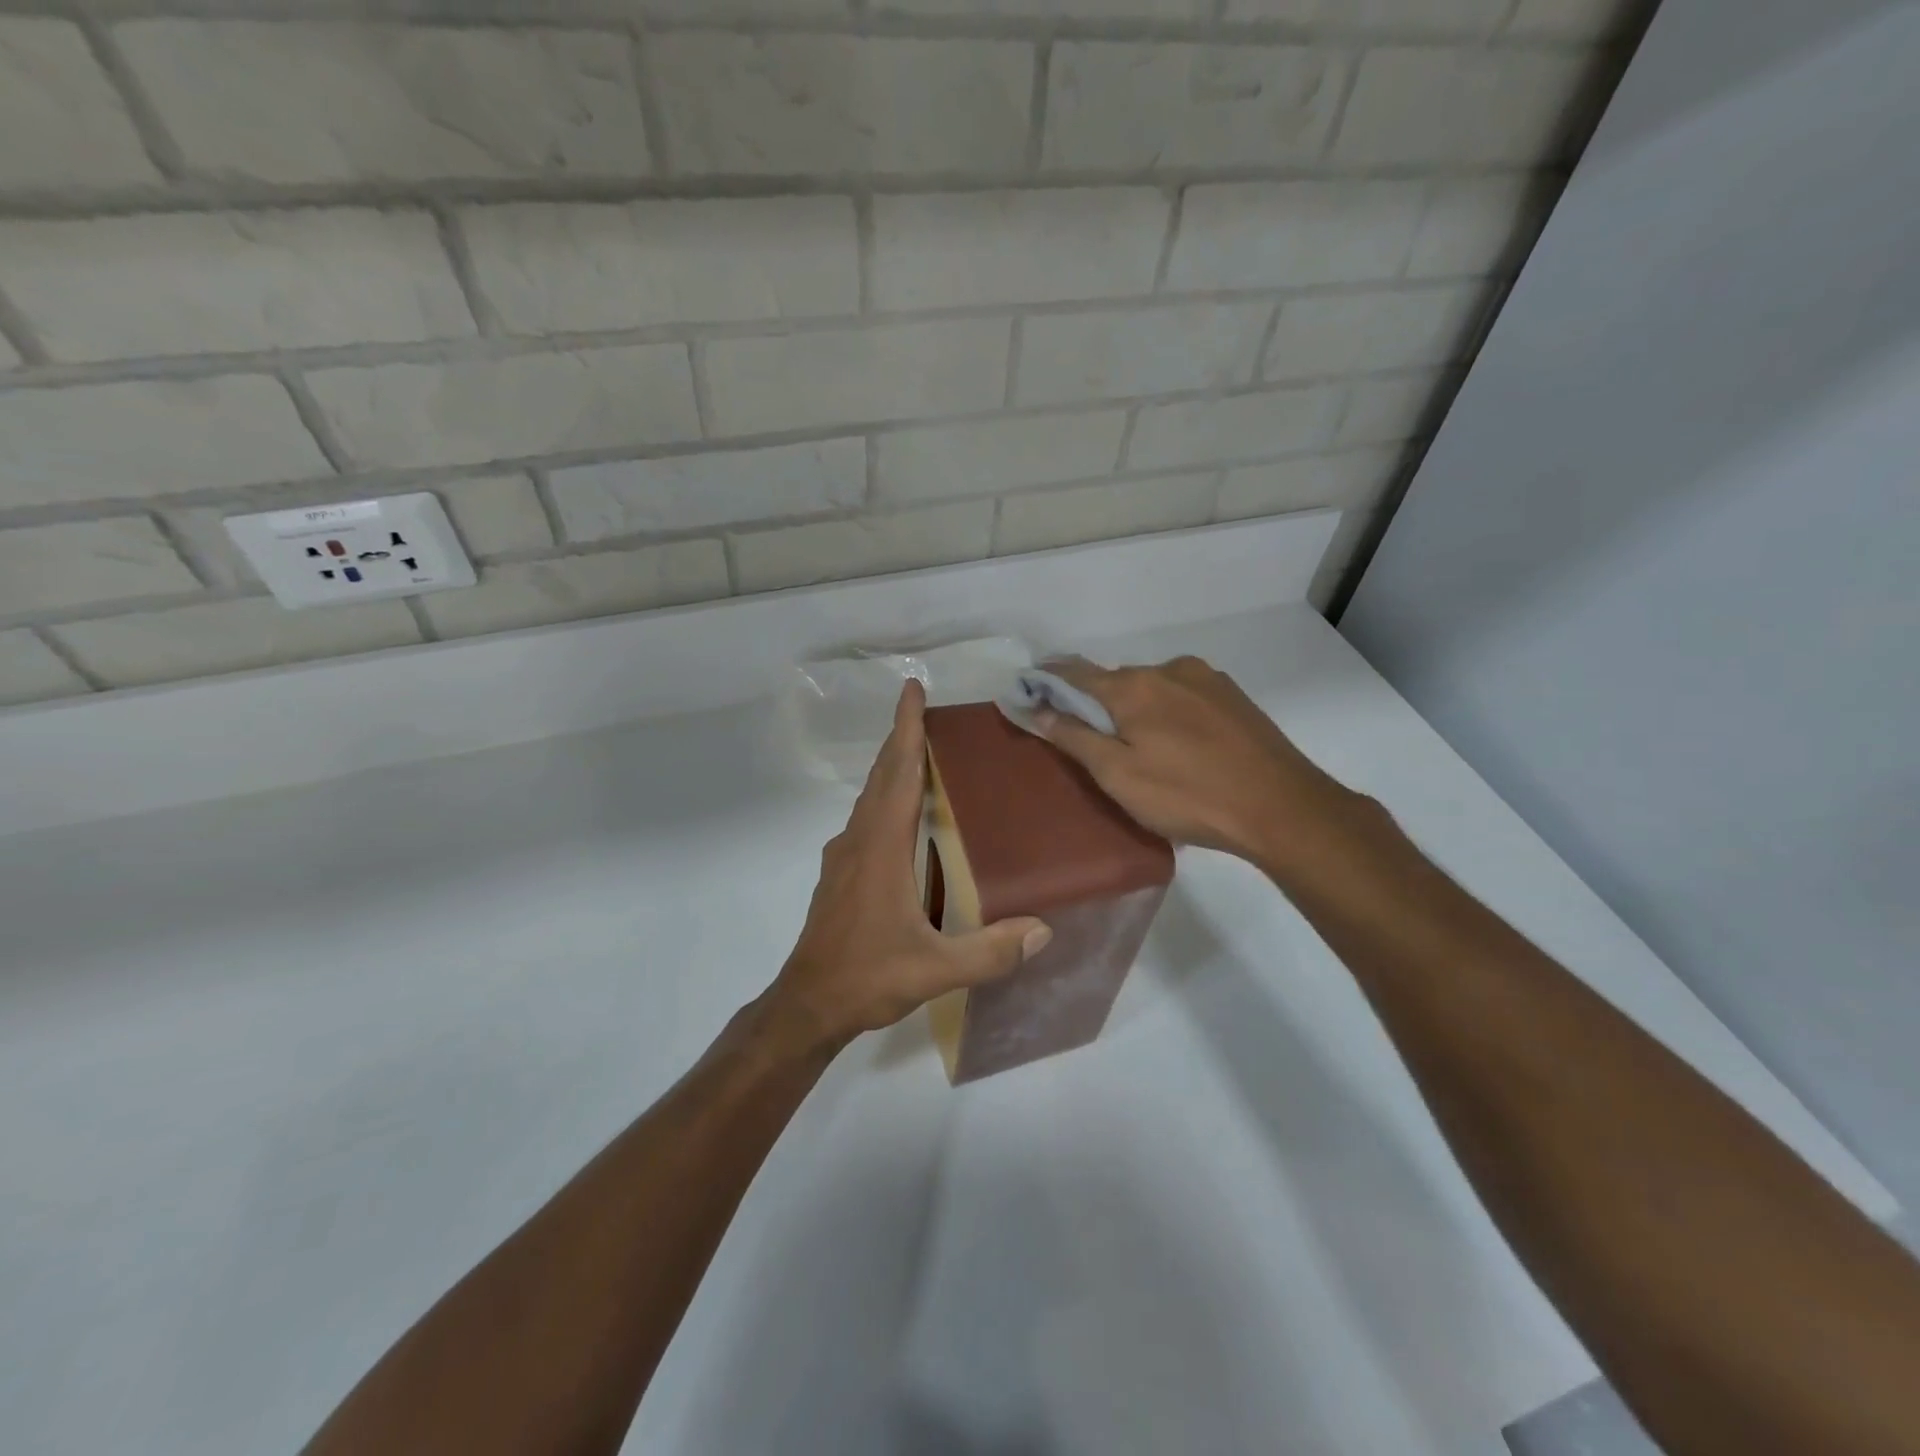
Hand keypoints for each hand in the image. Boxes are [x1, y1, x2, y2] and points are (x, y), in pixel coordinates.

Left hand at [770, 680, 1052, 1047]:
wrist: (808, 1003)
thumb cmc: (868, 978)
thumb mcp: (935, 970)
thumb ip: (990, 952)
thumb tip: (1044, 930)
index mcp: (881, 848)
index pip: (898, 774)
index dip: (906, 728)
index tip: (912, 689)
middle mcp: (859, 840)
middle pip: (882, 775)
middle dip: (901, 737)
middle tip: (923, 709)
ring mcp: (843, 856)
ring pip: (870, 796)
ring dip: (891, 767)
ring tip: (919, 752)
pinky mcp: (839, 873)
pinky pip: (865, 818)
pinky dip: (884, 797)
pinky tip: (901, 814)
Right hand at [1036, 656, 1372, 877]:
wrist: (1281, 807)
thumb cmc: (1187, 796)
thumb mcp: (1118, 775)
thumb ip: (1075, 738)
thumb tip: (1038, 709)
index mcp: (1134, 686)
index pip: (1076, 673)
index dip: (1048, 680)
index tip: (1029, 687)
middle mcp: (1169, 669)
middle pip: (1117, 680)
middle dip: (1098, 702)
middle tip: (1092, 739)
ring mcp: (1207, 680)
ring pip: (1154, 688)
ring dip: (1138, 709)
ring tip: (1143, 750)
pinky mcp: (1234, 697)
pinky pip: (1185, 697)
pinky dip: (1170, 713)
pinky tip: (1181, 747)